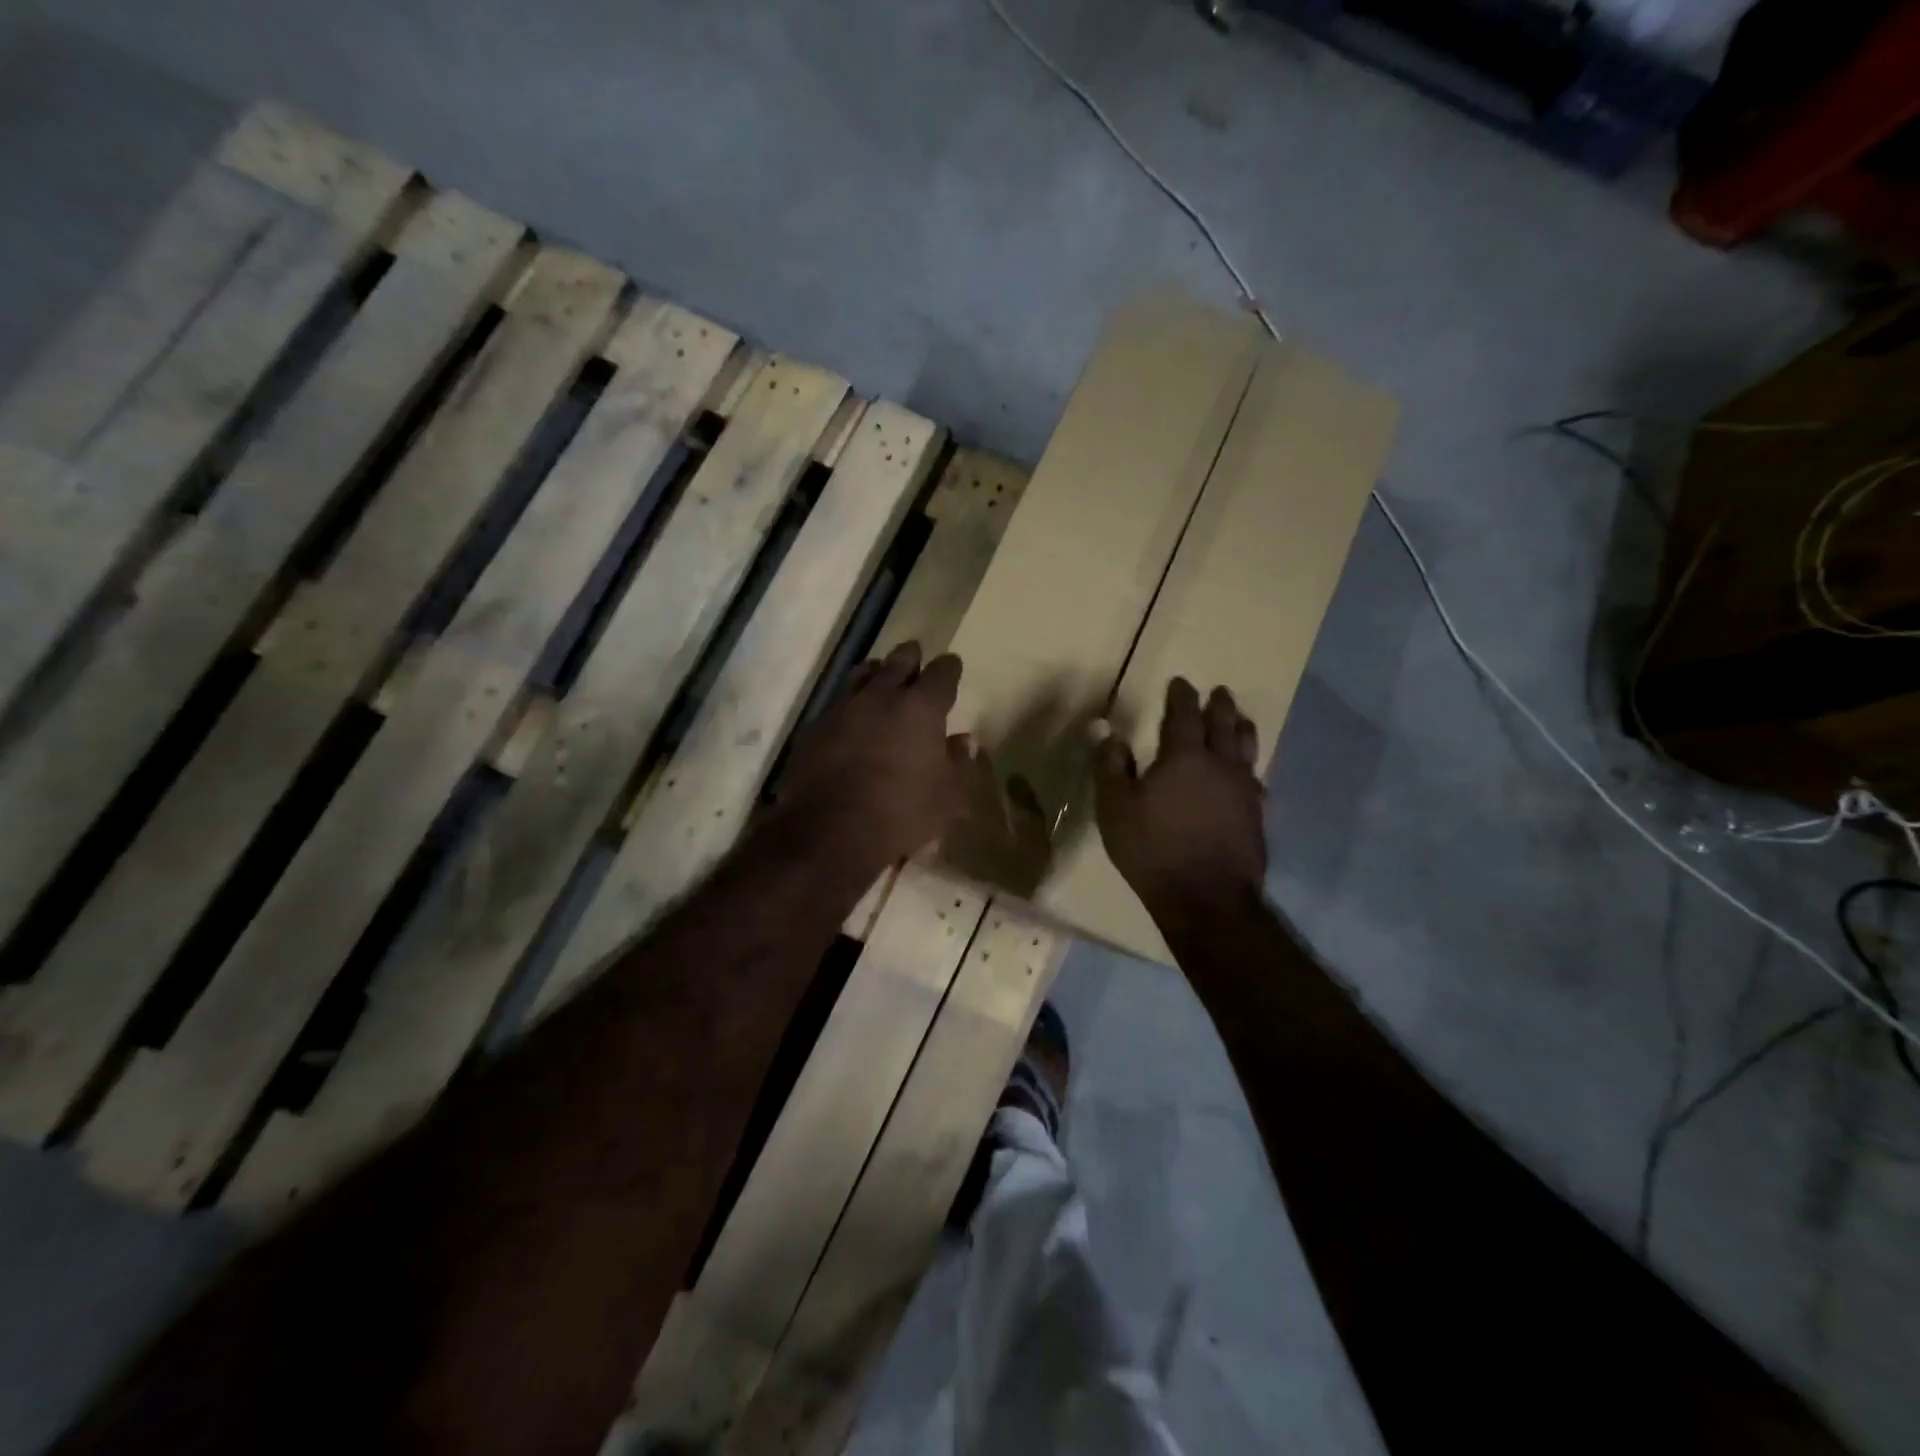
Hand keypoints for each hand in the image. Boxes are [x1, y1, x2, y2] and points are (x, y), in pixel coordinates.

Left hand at [771, 641, 974, 869]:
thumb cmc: (902, 814)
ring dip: (875, 673)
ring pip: (862, 674)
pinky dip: (848, 704)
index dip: (949, 668)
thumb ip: (959, 763)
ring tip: (879, 676)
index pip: (942, 673)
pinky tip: (850, 718)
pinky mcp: (815, 727)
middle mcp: (882, 696)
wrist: (830, 831)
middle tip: (915, 656)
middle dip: (910, 656)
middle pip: (899, 661)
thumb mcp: (947, 798)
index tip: (952, 666)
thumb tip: (964, 740)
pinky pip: (836, 704)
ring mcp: (843, 708)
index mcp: (921, 708)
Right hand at [1093, 679, 1266, 916]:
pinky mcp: (1257, 816)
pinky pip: (1256, 779)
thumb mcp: (1115, 807)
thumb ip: (1110, 765)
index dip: (1181, 696)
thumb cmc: (1152, 849)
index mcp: (1185, 757)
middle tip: (1219, 692)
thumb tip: (1104, 728)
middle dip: (1219, 705)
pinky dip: (1250, 768)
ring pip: (1248, 748)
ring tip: (1242, 719)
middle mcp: (1221, 765)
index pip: (1184, 714)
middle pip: (1224, 725)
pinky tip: (1249, 775)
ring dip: (1242, 729)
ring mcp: (1244, 791)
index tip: (1180, 682)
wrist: (1207, 899)